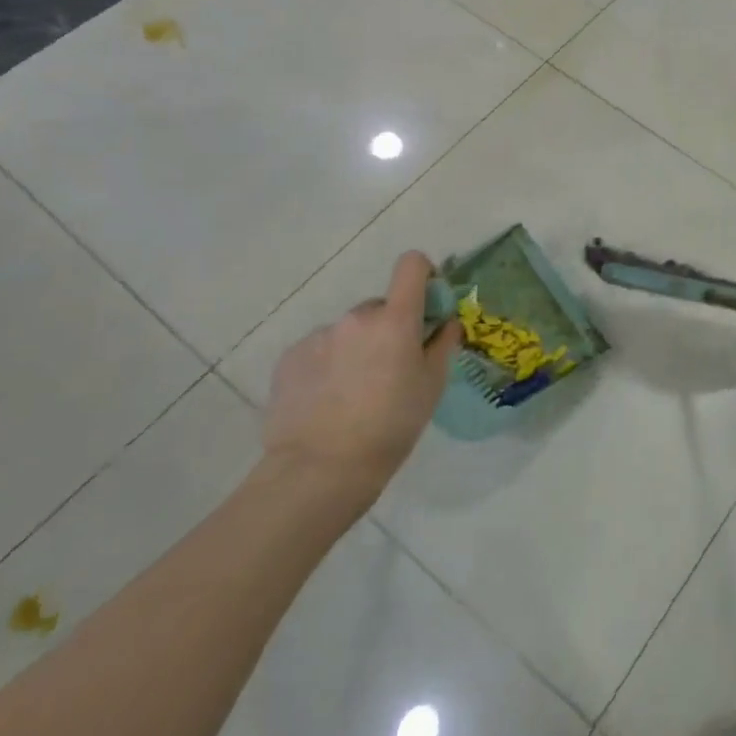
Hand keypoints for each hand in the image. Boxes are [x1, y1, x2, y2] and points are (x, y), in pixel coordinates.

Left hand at [261, 251, 462, 506]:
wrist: (320, 470)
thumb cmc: (391, 426)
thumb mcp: (432, 386)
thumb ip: (442, 344)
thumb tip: (446, 322)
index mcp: (395, 319)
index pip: (411, 265)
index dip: (423, 275)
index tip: (427, 303)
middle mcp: (356, 318)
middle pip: (380, 307)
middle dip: (389, 328)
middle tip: (391, 369)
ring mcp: (319, 336)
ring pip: (349, 331)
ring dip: (357, 348)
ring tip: (355, 393)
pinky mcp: (290, 358)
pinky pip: (320, 350)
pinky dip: (329, 365)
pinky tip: (328, 401)